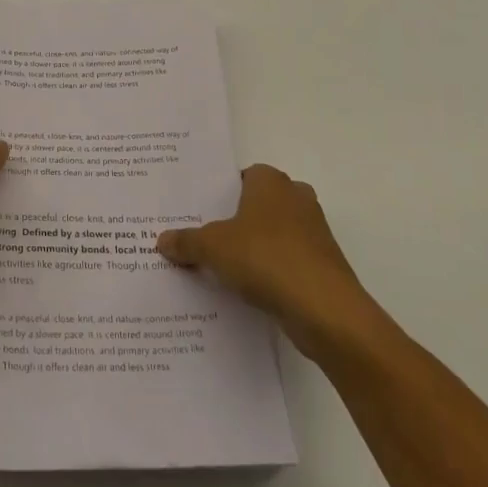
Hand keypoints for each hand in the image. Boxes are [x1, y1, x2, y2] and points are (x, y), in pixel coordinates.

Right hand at [157, 164, 376, 358]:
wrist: (326, 310)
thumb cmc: (266, 259)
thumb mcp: (213, 248)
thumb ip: (186, 242)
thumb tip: (161, 240)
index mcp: (271, 181)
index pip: (242, 176)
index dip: (221, 192)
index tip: (199, 211)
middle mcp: (296, 198)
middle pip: (259, 204)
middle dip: (237, 220)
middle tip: (205, 237)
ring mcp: (314, 232)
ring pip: (274, 233)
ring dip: (254, 247)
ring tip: (221, 267)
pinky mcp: (323, 265)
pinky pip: (288, 261)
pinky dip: (271, 271)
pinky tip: (248, 290)